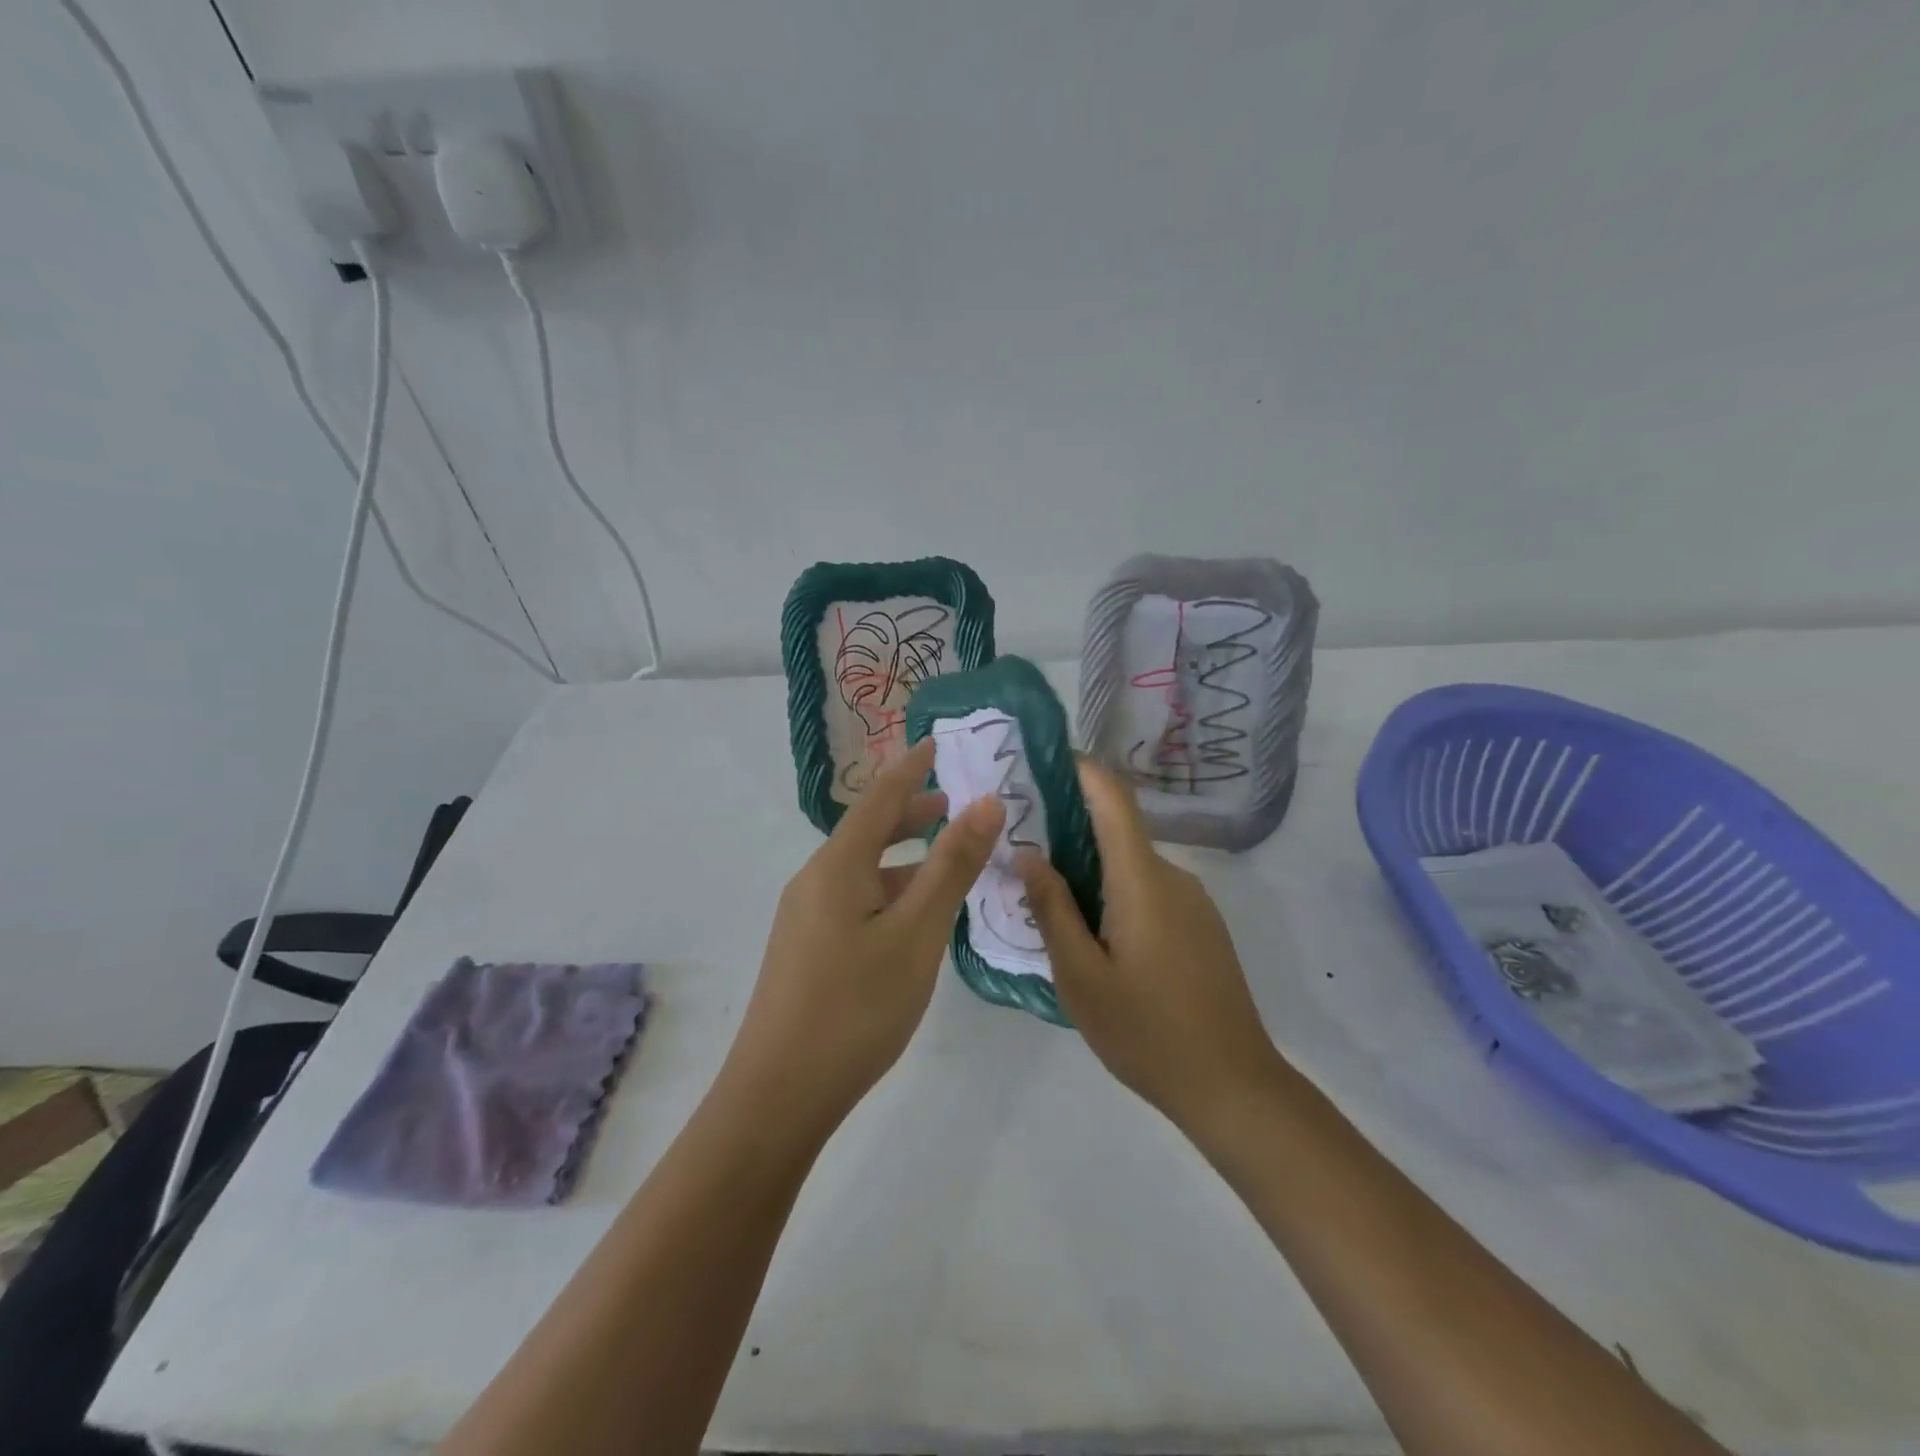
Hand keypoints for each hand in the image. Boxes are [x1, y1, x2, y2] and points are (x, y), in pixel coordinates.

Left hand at [722, 737, 1003, 1136]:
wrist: (779, 1094)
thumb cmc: (856, 1007)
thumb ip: (951, 867)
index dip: (911, 768)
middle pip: (867, 830)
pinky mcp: (807, 948)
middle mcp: (815, 880)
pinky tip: (914, 915)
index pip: (879, 797)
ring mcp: (806, 916)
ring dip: (903, 856)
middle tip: (956, 803)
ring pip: (863, 869)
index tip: (938, 742)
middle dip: (911, 811)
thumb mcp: (916, 934)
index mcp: (837, 865)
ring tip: (946, 857)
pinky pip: (855, 899)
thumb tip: (984, 803)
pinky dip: (890, 889)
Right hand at [1018, 759, 1280, 1131]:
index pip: (1114, 799)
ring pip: (1131, 868)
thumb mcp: (1081, 976)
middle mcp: (1173, 877)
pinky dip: (1115, 895)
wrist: (1234, 1087)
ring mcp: (1193, 903)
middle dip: (1069, 830)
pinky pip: (1150, 893)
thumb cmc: (1147, 1031)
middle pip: (1117, 832)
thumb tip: (1029, 853)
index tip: (1042, 760)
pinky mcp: (1202, 928)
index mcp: (1142, 880)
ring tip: (1047, 901)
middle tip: (1019, 848)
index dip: (1081, 769)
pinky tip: (1094, 938)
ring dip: (1091, 871)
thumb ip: (1053, 909)